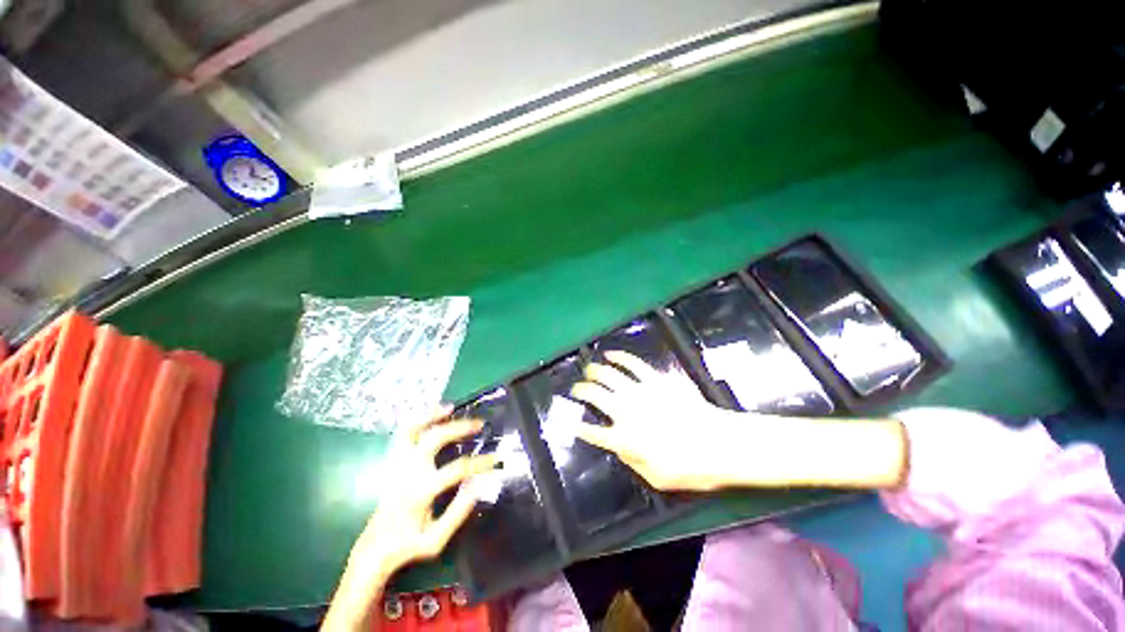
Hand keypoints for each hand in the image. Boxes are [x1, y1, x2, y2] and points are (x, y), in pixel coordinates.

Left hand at [323, 409, 497, 630]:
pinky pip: (403, 435)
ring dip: (432, 416)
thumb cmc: (408, 545)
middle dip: (460, 428)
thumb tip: (480, 482)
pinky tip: (432, 415)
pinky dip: (418, 421)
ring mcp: (398, 465)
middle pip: (435, 439)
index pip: (456, 469)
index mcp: (420, 492)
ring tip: (451, 408)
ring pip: (412, 430)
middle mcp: (408, 472)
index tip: (496, 459)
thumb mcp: (436, 539)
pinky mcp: (393, 463)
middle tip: (480, 424)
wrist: (374, 548)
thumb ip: (459, 511)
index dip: (479, 462)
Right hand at [569, 351, 739, 490]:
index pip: (593, 432)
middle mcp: (627, 411)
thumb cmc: (690, 468)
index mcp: (624, 439)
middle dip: (581, 390)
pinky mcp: (656, 379)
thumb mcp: (656, 478)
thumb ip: (631, 461)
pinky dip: (620, 357)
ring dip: (595, 371)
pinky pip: (634, 364)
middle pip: (595, 395)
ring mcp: (641, 392)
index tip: (573, 424)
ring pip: (610, 375)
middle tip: (577, 389)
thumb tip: (619, 447)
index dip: (581, 428)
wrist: (720, 444)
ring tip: (589, 370)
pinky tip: (612, 355)